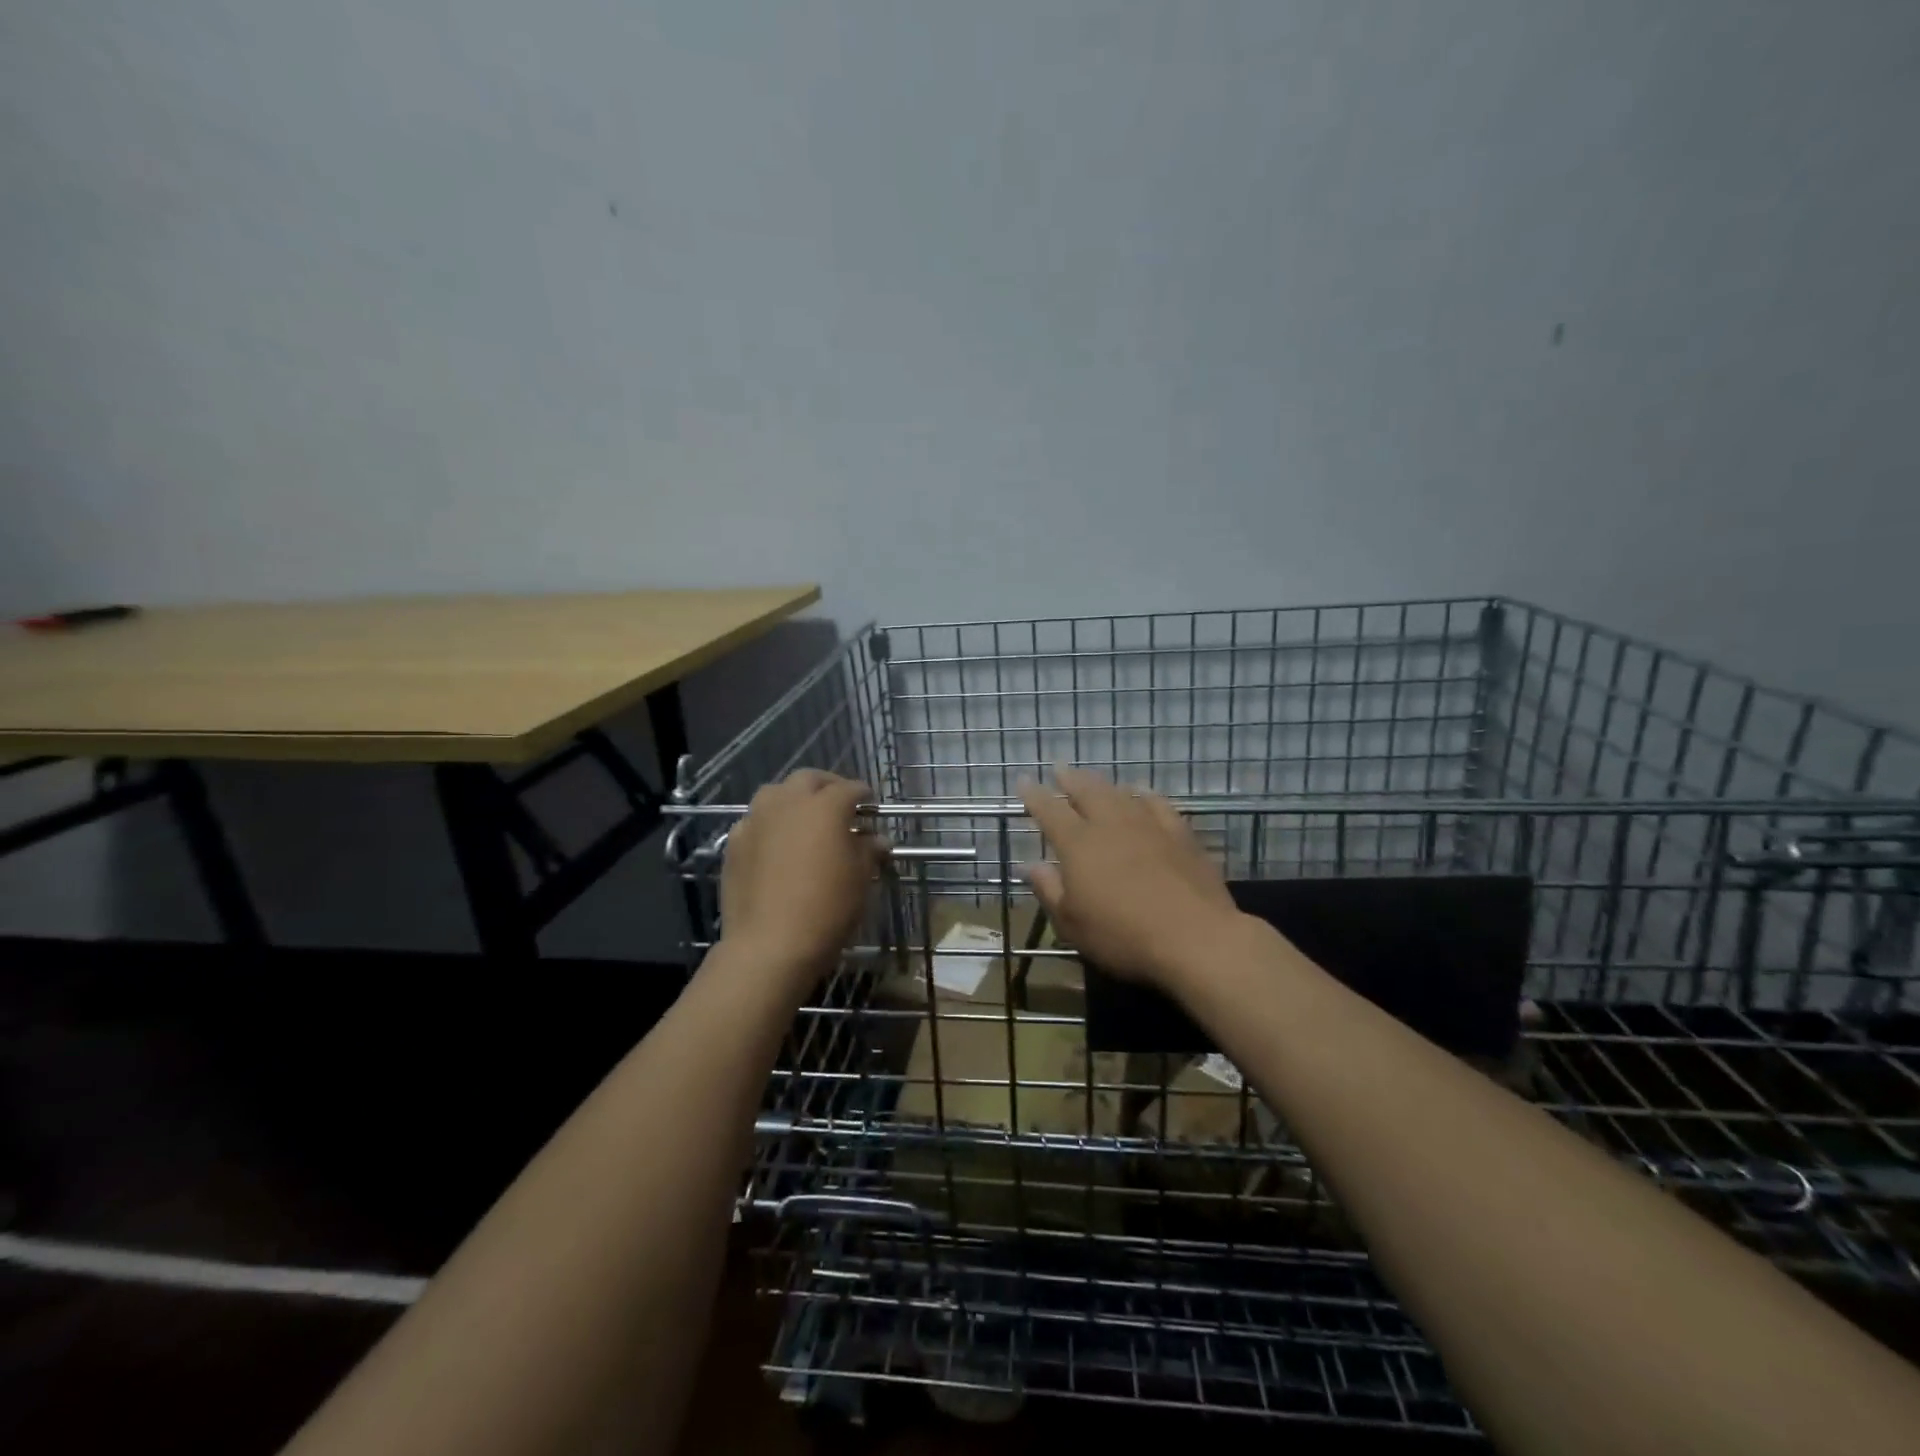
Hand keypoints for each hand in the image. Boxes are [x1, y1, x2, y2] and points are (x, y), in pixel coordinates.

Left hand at [719, 770, 885, 991]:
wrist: (770, 944)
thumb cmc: (827, 908)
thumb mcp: (860, 879)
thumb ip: (868, 851)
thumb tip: (876, 840)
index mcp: (825, 806)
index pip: (850, 788)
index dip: (864, 795)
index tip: (871, 806)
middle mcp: (788, 803)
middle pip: (809, 779)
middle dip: (827, 786)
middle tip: (839, 805)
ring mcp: (756, 820)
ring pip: (776, 793)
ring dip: (793, 799)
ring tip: (805, 820)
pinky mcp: (734, 843)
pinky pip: (755, 821)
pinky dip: (769, 824)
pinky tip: (776, 845)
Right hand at [1019, 765, 1241, 993]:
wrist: (1195, 937)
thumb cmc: (1123, 936)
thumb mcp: (1072, 924)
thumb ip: (1049, 890)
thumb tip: (1030, 865)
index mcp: (1078, 844)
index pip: (1049, 811)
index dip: (1034, 795)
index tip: (1024, 781)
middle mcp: (1111, 825)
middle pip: (1086, 791)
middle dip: (1070, 779)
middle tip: (1060, 769)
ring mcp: (1148, 825)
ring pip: (1120, 793)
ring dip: (1103, 784)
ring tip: (1094, 779)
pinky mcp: (1180, 834)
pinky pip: (1157, 804)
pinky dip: (1144, 795)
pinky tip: (1142, 793)